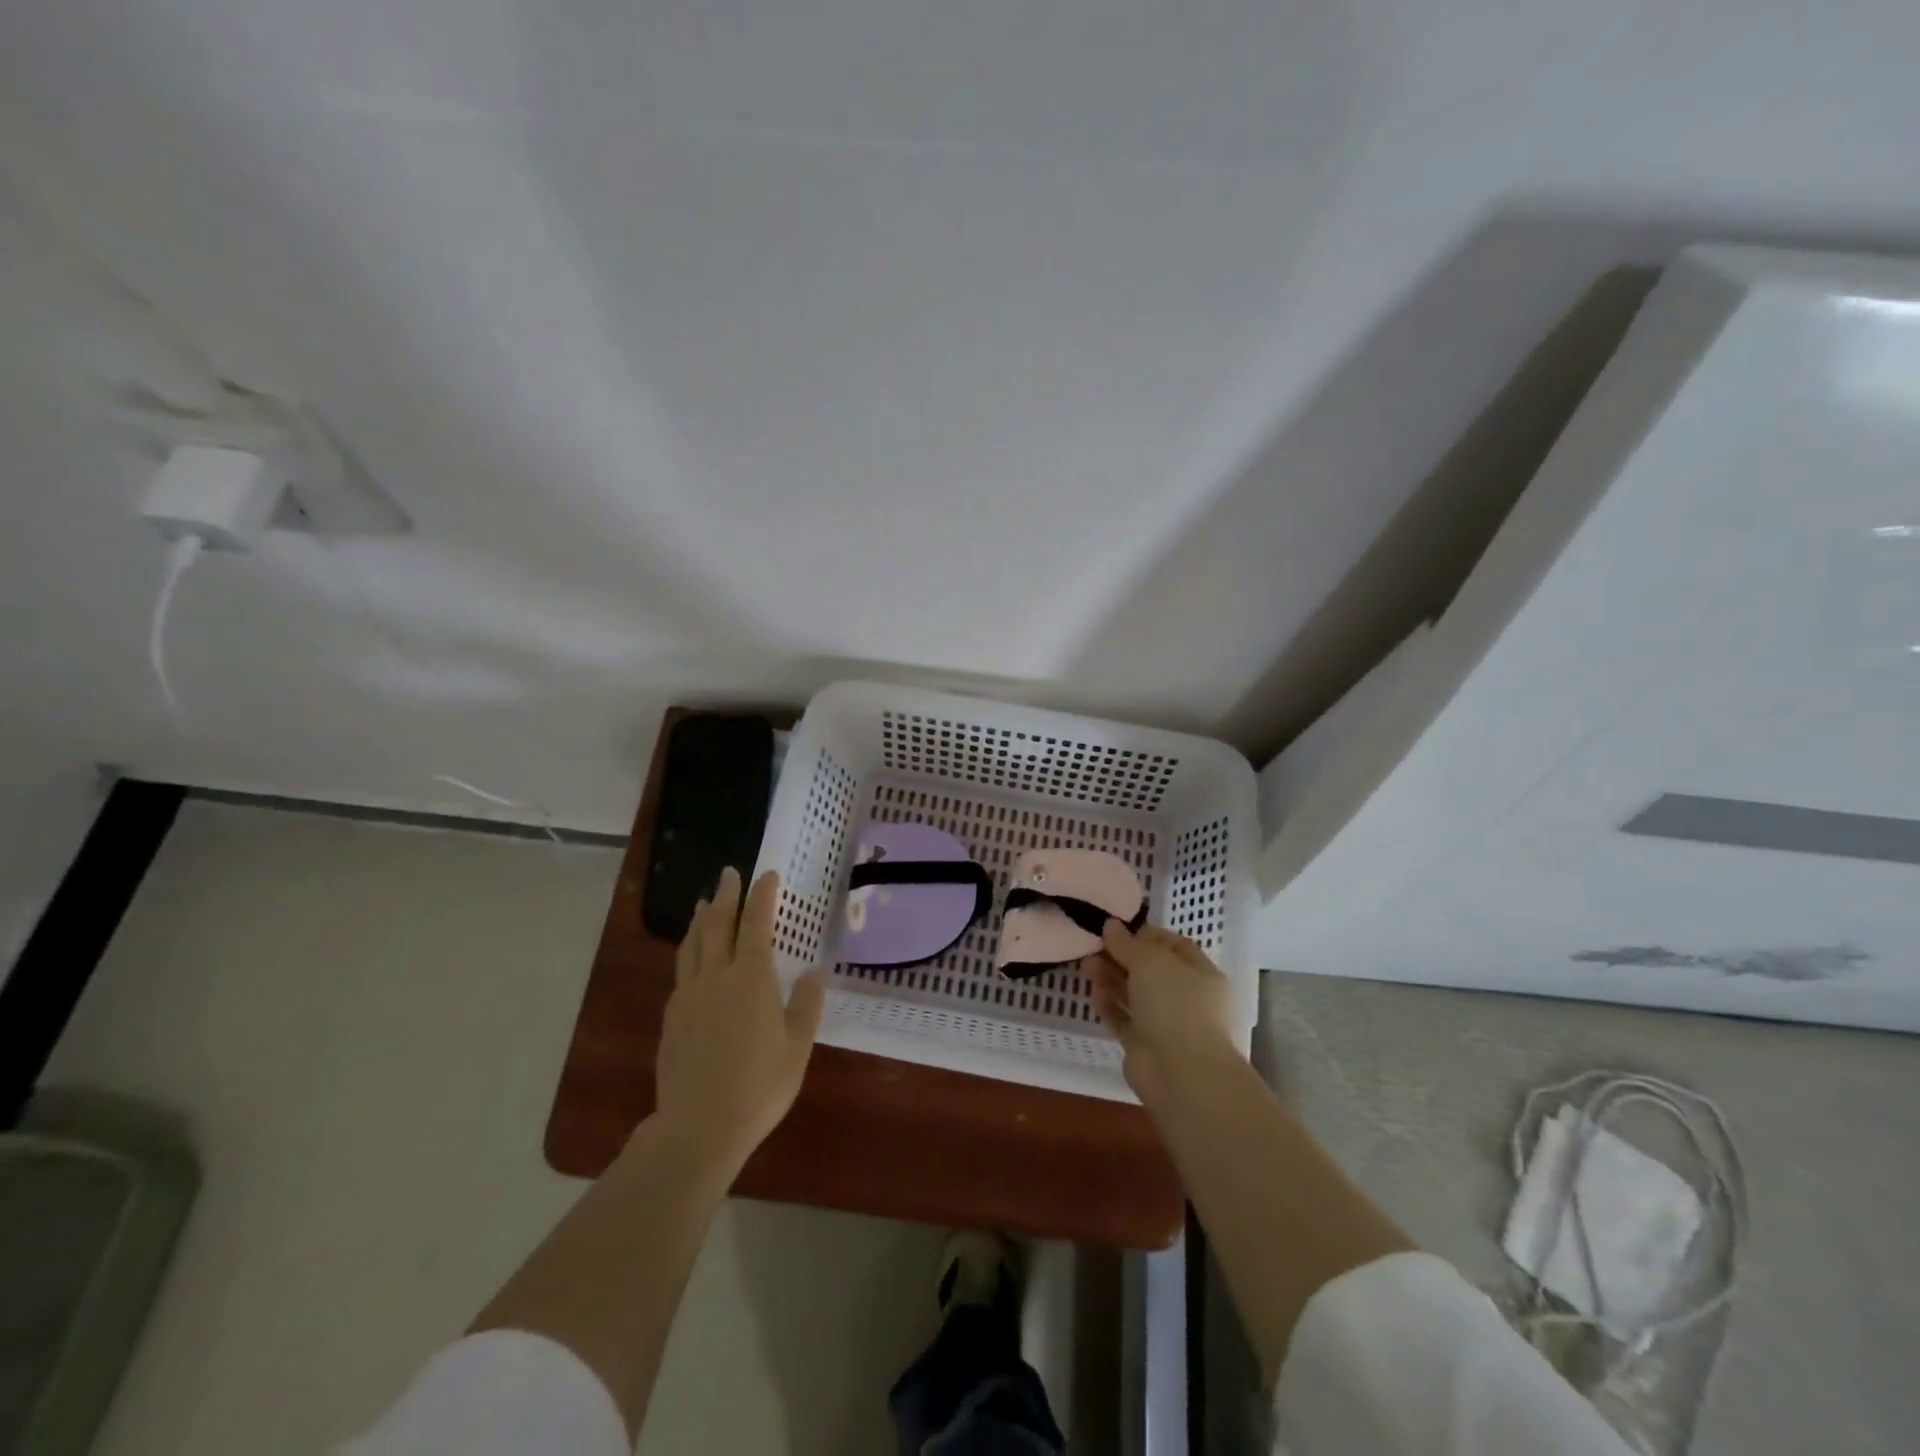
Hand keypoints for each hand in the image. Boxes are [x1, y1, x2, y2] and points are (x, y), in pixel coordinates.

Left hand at [655, 868, 825, 1173]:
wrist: (698, 1128)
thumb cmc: (759, 1086)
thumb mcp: (797, 1047)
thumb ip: (806, 1004)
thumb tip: (813, 971)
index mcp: (751, 978)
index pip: (756, 924)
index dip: (762, 896)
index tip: (767, 874)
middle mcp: (716, 977)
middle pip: (717, 924)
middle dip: (725, 895)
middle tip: (729, 874)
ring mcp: (688, 996)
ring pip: (692, 945)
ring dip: (700, 919)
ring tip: (703, 903)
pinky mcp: (671, 1018)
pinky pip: (682, 973)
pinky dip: (689, 952)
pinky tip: (693, 959)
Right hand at [1087, 922, 1240, 1109]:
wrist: (1181, 1073)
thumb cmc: (1175, 1005)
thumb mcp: (1150, 961)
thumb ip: (1127, 943)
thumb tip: (1111, 925)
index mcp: (1202, 975)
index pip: (1175, 947)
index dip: (1147, 935)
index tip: (1118, 929)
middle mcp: (1187, 998)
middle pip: (1151, 971)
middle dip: (1122, 957)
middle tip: (1094, 947)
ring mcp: (1166, 1025)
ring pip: (1135, 995)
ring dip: (1111, 979)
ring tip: (1086, 966)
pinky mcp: (1144, 1046)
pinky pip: (1124, 1020)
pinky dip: (1109, 1006)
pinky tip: (1094, 994)